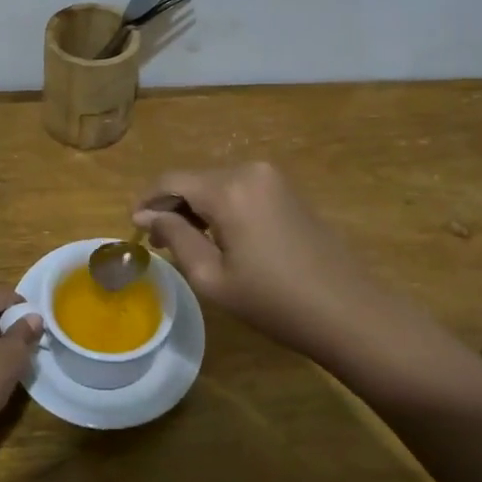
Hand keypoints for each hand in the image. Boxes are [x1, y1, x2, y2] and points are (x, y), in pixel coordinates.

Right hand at [133, 162, 381, 355]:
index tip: (133, 227)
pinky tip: (218, 236)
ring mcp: (272, 178)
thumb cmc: (274, 301)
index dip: (147, 200)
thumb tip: (147, 216)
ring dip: (196, 207)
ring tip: (185, 242)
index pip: (171, 181)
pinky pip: (240, 189)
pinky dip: (221, 207)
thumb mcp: (213, 277)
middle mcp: (249, 171)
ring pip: (217, 184)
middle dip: (172, 206)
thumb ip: (176, 238)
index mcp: (228, 189)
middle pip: (194, 180)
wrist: (348, 311)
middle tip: (156, 241)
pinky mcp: (287, 190)